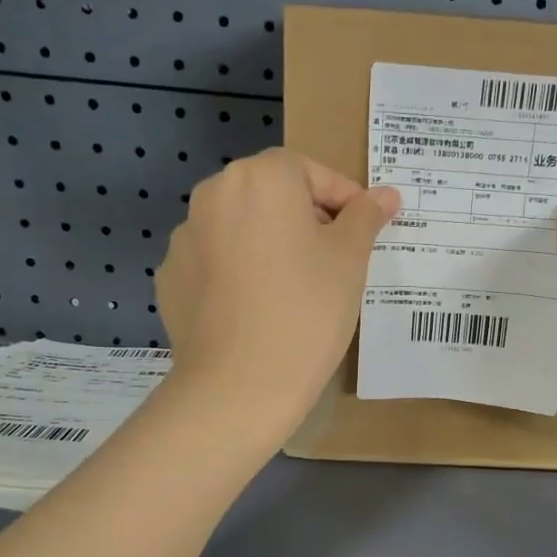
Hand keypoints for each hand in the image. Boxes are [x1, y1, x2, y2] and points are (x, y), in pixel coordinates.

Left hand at [157, 149, 399, 434]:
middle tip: (333, 259)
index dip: (343, 197)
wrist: (240, 384)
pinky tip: (256, 310)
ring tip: (293, 289)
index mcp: (260, 178)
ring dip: (267, 244)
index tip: (363, 229)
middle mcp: (213, 195)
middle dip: (304, 218)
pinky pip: (214, 263)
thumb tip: (385, 194)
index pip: (309, 171)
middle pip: (269, 194)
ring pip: (239, 229)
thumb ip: (366, 217)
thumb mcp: (350, 260)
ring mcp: (184, 238)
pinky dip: (237, 274)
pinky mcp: (170, 278)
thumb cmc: (307, 310)